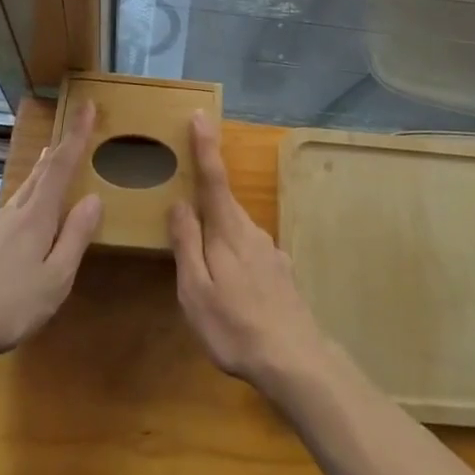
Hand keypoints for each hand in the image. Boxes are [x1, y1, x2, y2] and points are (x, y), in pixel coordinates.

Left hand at [0, 103, 103, 368]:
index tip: (87, 105)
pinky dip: (24, 199)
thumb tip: (94, 198)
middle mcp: (13, 213)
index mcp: (36, 217)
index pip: (62, 166)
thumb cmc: (7, 306)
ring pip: (22, 191)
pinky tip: (21, 216)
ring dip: (39, 173)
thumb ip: (75, 237)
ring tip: (47, 161)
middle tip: (69, 131)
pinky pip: (9, 211)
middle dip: (58, 151)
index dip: (76, 135)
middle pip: (39, 173)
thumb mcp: (55, 279)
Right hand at [168, 113, 328, 395]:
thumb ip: (186, 245)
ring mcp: (269, 250)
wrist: (295, 359)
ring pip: (235, 230)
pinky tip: (231, 290)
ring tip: (203, 267)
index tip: (200, 115)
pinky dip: (233, 257)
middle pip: (223, 203)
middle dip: (205, 197)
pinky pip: (248, 252)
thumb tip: (179, 203)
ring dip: (217, 235)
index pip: (213, 177)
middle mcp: (251, 231)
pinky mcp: (280, 271)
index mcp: (227, 230)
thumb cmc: (235, 326)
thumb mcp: (196, 291)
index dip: (205, 146)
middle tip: (183, 208)